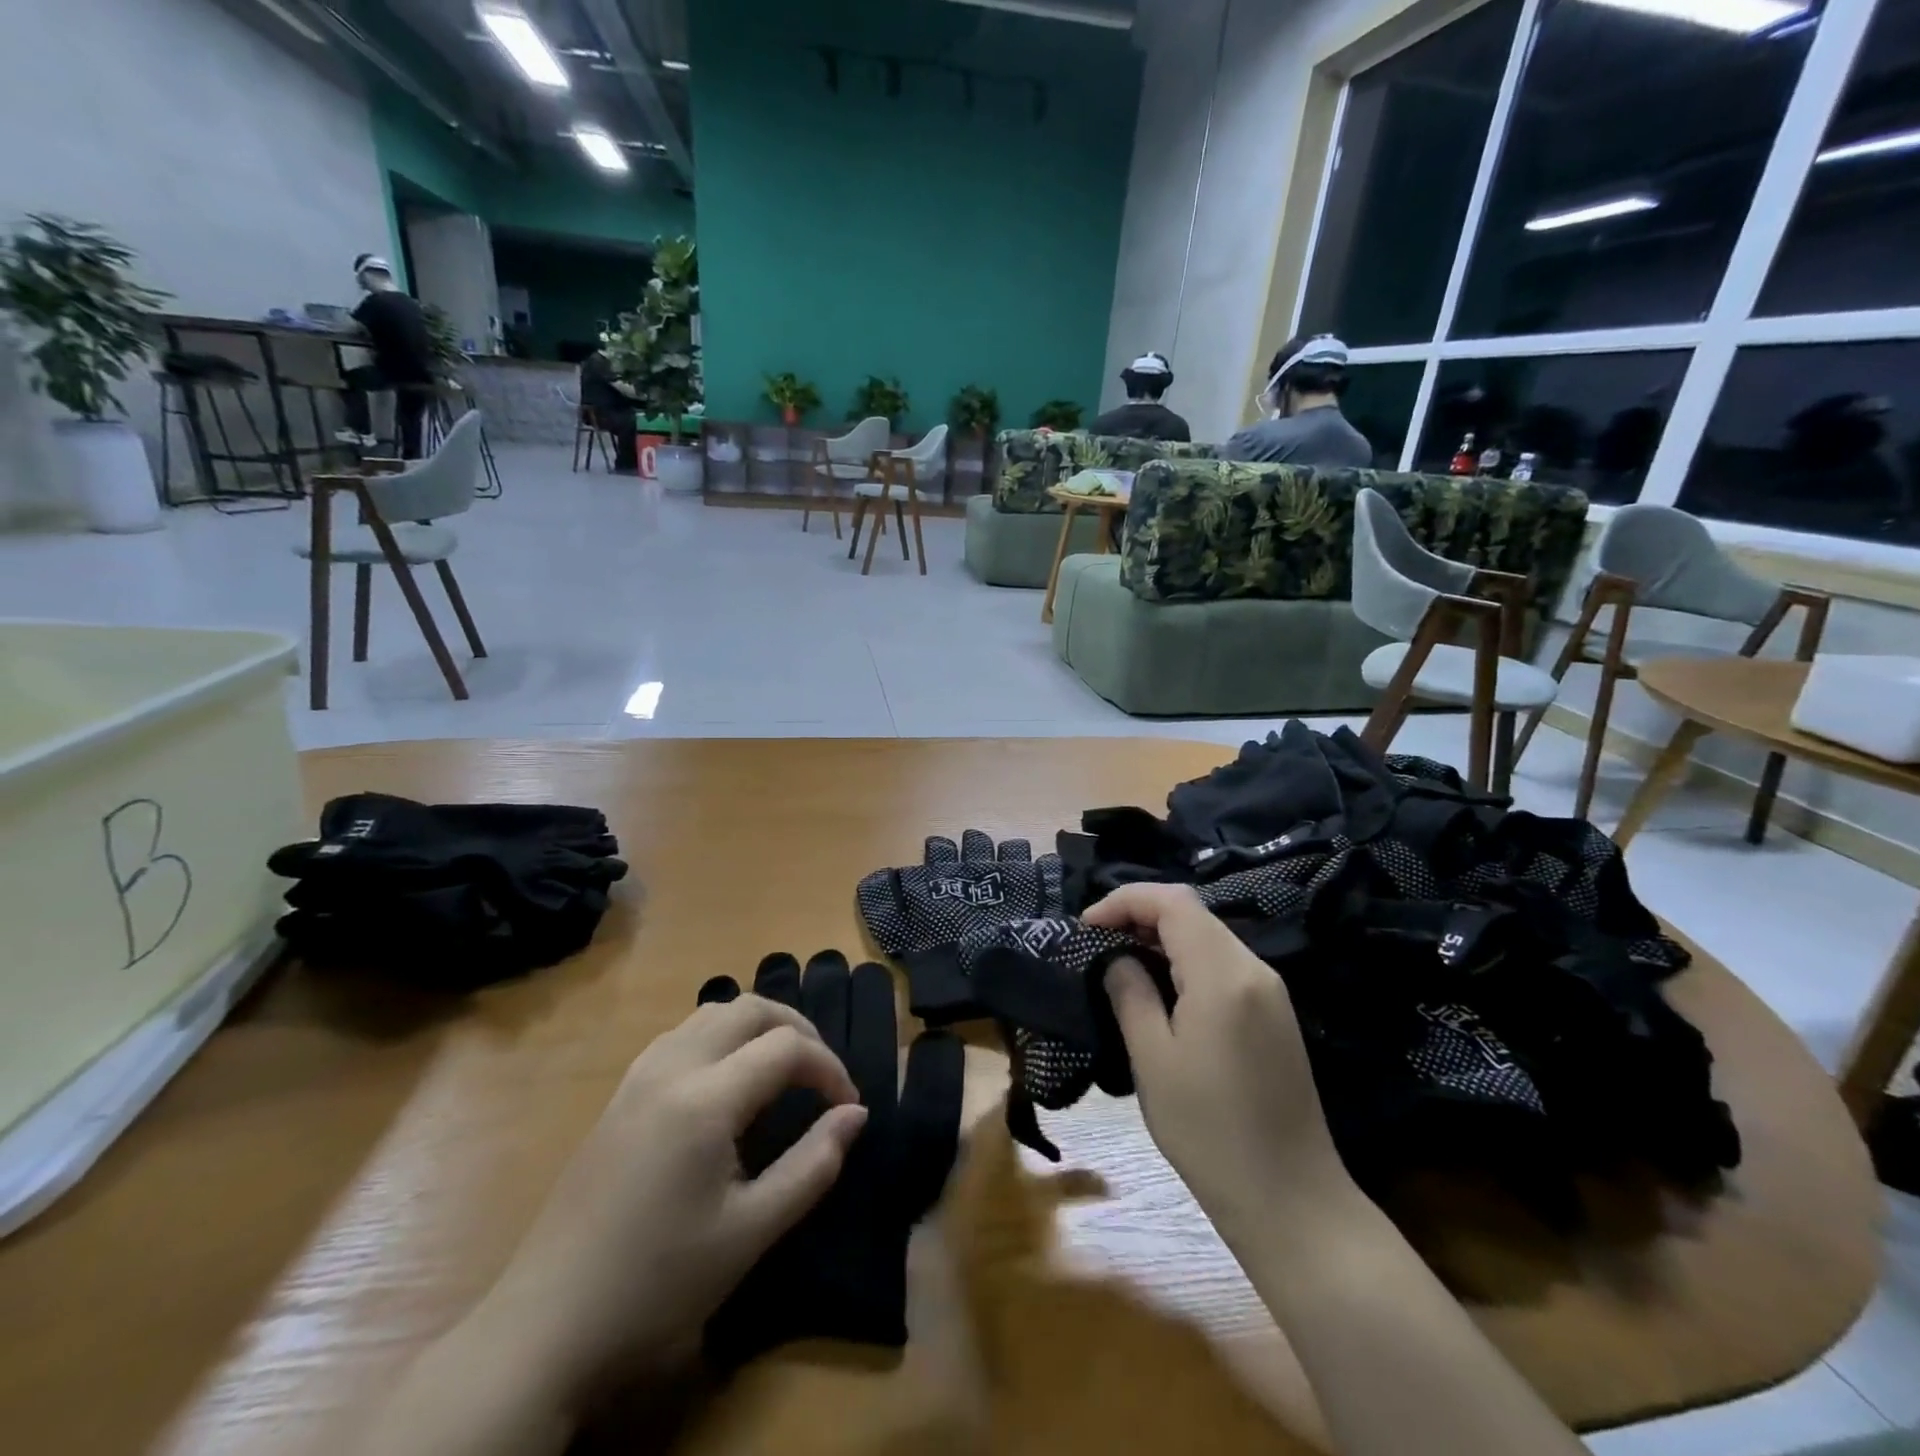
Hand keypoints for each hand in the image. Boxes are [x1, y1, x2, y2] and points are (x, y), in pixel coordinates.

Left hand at [475, 996, 868, 1413]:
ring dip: (757, 1027)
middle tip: (822, 1076)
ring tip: (783, 1070)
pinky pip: (682, 1035)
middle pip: (749, 1009)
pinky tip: (728, 1082)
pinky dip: (721, 1037)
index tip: (847, 1108)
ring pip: (712, 1013)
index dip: (829, 1068)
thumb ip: (813, 1165)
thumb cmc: (658, 1283)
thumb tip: (855, 1114)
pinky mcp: (620, 1094)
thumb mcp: (750, 1232)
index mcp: (705, 1098)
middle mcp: (672, 1067)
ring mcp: (639, 1076)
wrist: (547, 1326)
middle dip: (797, 1030)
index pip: (786, 1047)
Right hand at [1083, 884, 1346, 1234]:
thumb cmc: (1210, 1131)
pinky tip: (1162, 990)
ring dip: (1162, 937)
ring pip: (1208, 936)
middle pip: (1192, 912)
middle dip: (1140, 915)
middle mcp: (1253, 968)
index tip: (1087, 927)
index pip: (1172, 901)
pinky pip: (1223, 964)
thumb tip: (1117, 958)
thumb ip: (1130, 994)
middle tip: (1097, 943)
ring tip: (1120, 963)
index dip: (1124, 901)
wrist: (1291, 1200)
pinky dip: (1186, 960)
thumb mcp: (1152, 1060)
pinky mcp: (1275, 1013)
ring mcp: (1270, 990)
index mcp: (1222, 973)